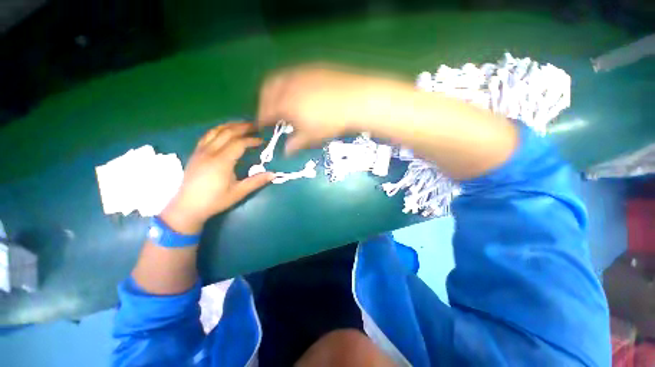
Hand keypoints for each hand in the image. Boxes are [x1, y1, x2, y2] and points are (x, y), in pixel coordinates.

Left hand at [161, 122, 273, 233]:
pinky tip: (224, 132)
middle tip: (255, 126)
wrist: (187, 207)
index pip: (239, 143)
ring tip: (241, 125)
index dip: (252, 140)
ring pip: (215, 131)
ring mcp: (200, 151)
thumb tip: (273, 174)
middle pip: (227, 132)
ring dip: (230, 125)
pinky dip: (218, 130)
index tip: (262, 141)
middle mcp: (210, 152)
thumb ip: (256, 181)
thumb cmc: (215, 200)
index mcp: (222, 161)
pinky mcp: (195, 154)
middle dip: (242, 127)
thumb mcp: (238, 192)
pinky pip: (207, 136)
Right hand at [257, 65, 412, 153]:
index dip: (261, 119)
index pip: (265, 112)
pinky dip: (288, 83)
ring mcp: (299, 73)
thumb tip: (286, 152)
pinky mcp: (312, 68)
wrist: (355, 99)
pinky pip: (292, 74)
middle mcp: (287, 84)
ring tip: (280, 101)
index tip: (261, 125)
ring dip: (274, 91)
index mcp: (285, 103)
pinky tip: (296, 91)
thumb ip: (296, 143)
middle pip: (266, 91)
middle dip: (263, 102)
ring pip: (278, 79)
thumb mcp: (312, 136)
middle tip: (268, 112)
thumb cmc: (331, 121)